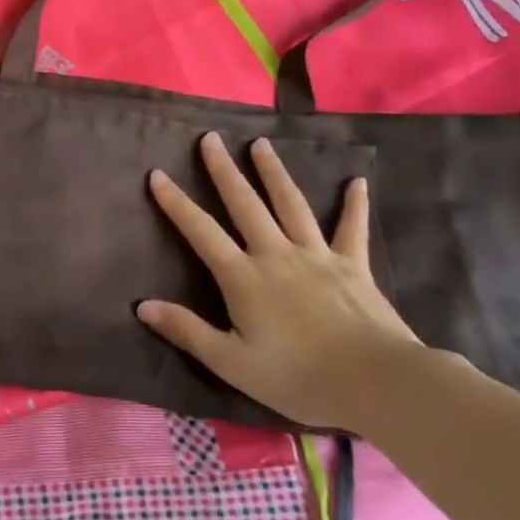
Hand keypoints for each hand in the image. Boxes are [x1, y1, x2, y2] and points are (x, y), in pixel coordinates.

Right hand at [138, 133, 424, 431]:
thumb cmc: (298, 376)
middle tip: (211, 138)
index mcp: (244, 278)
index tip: (158, 174)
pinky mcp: (353, 265)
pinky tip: (357, 182)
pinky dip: (354, 205)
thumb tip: (143, 305)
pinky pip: (351, 229)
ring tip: (261, 144)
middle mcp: (276, 255)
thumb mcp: (232, 363)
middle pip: (245, 205)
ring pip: (291, 204)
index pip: (201, 232)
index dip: (177, 203)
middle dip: (224, 170)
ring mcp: (317, 255)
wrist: (376, 381)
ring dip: (273, 172)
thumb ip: (188, 331)